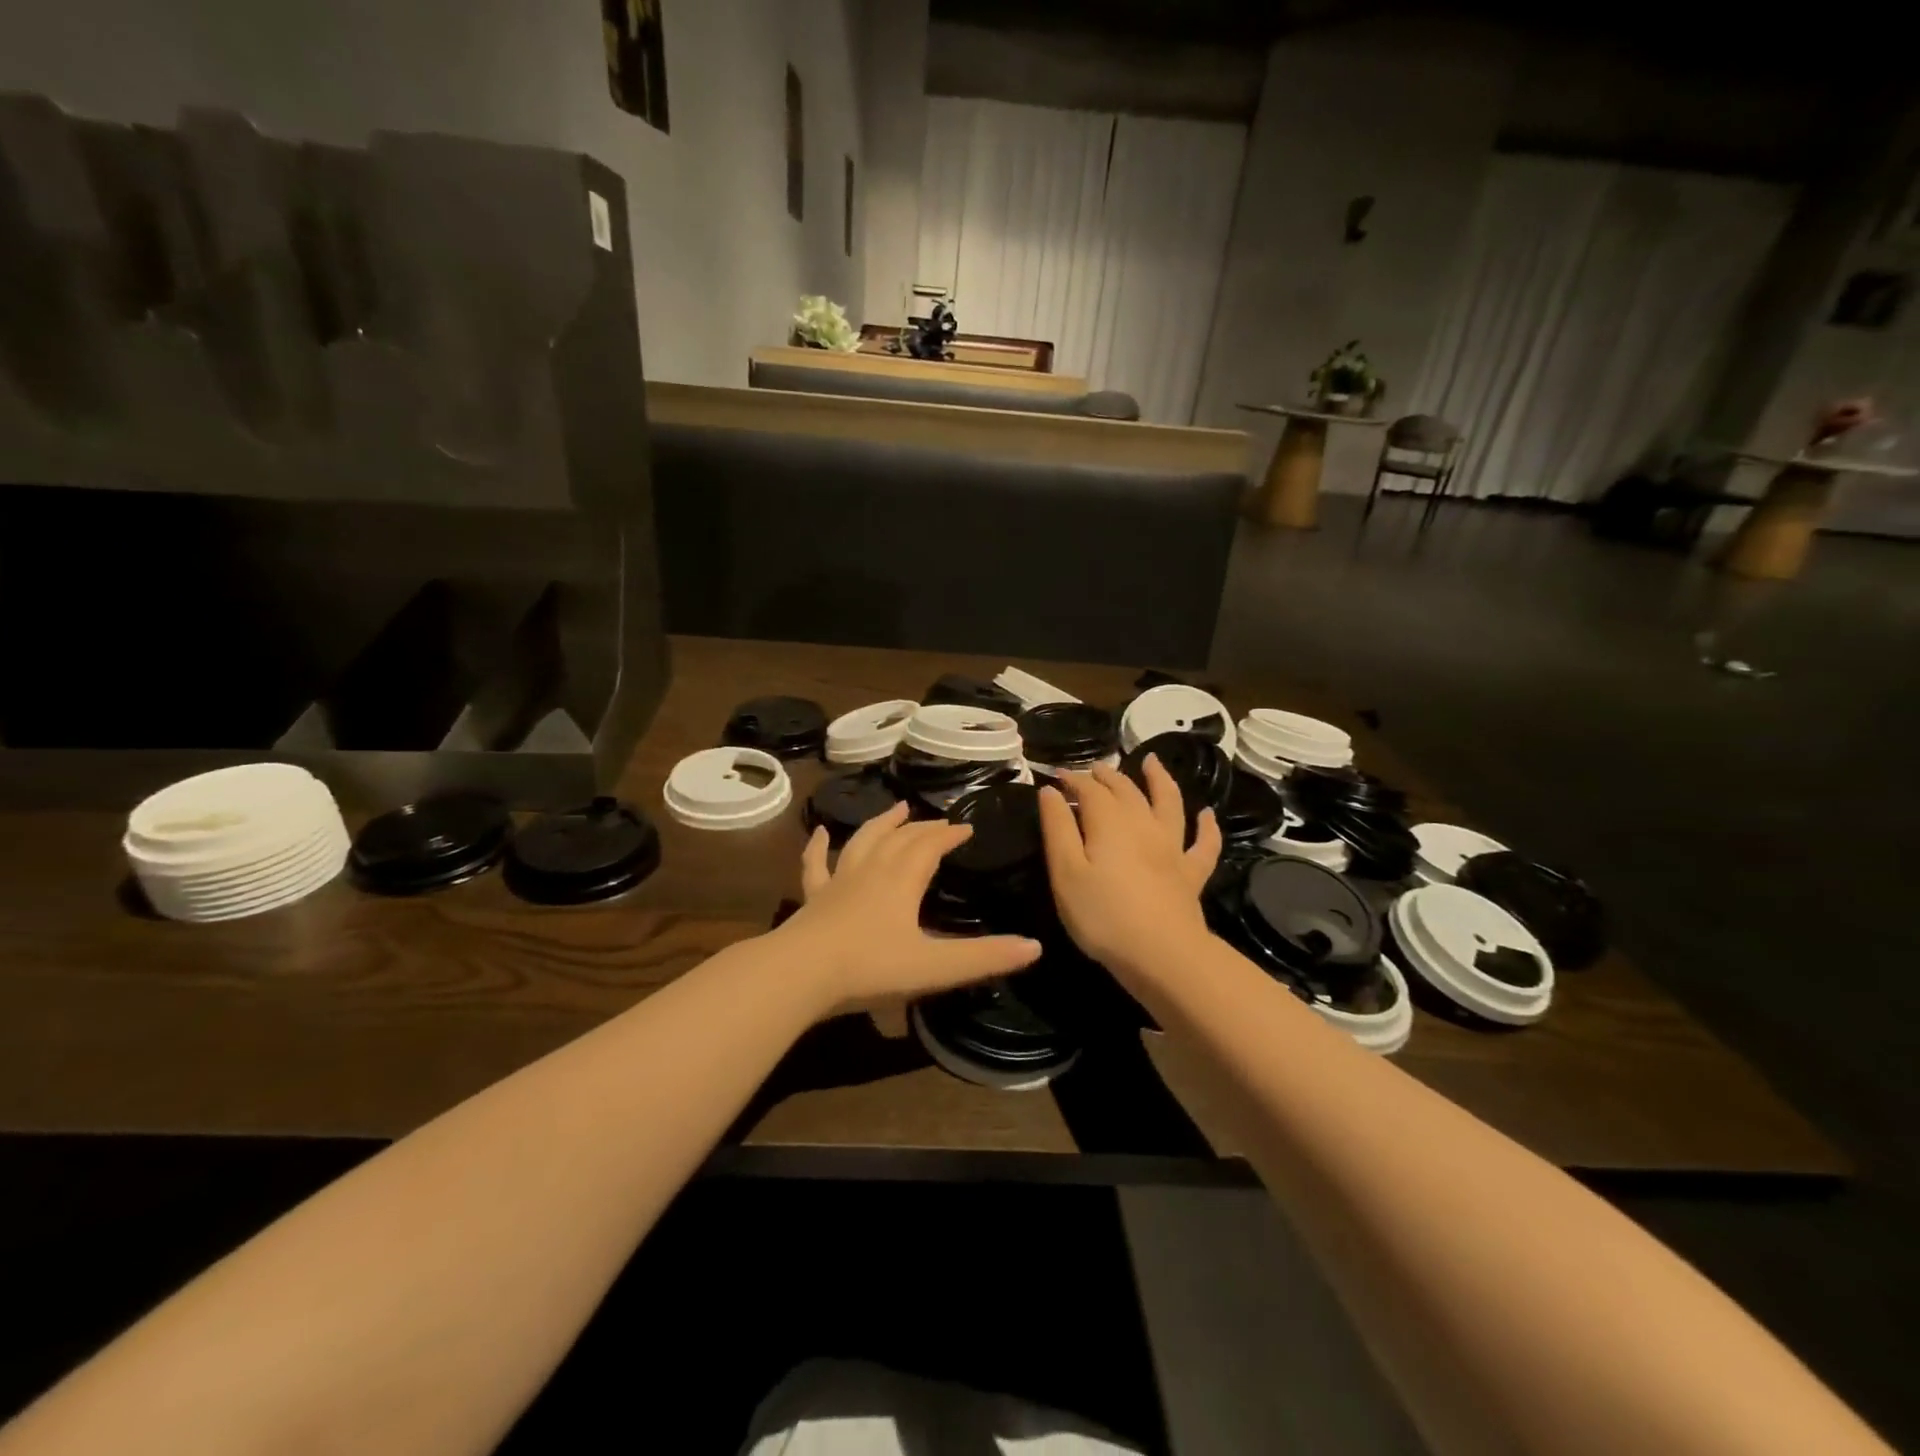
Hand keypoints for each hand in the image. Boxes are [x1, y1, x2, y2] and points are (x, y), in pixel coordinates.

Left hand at [779, 801, 1042, 1015]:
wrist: (800, 975)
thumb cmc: (871, 968)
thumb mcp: (935, 967)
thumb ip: (984, 957)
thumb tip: (1034, 946)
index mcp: (902, 880)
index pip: (931, 846)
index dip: (950, 835)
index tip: (967, 827)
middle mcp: (872, 870)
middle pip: (901, 838)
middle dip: (923, 828)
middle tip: (940, 822)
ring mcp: (838, 881)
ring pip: (863, 841)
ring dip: (882, 823)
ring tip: (897, 809)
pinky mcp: (813, 898)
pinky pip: (816, 865)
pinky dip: (819, 847)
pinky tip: (820, 833)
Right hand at [1037, 757, 1220, 978]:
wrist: (1161, 954)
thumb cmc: (1102, 914)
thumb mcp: (1065, 872)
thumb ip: (1057, 828)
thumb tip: (1051, 791)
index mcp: (1109, 822)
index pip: (1089, 790)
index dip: (1073, 779)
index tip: (1057, 776)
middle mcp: (1143, 825)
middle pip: (1126, 790)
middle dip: (1107, 776)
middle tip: (1094, 769)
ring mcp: (1172, 848)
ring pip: (1169, 803)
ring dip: (1160, 780)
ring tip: (1153, 762)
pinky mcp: (1191, 873)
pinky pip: (1204, 844)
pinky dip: (1207, 826)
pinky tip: (1207, 815)